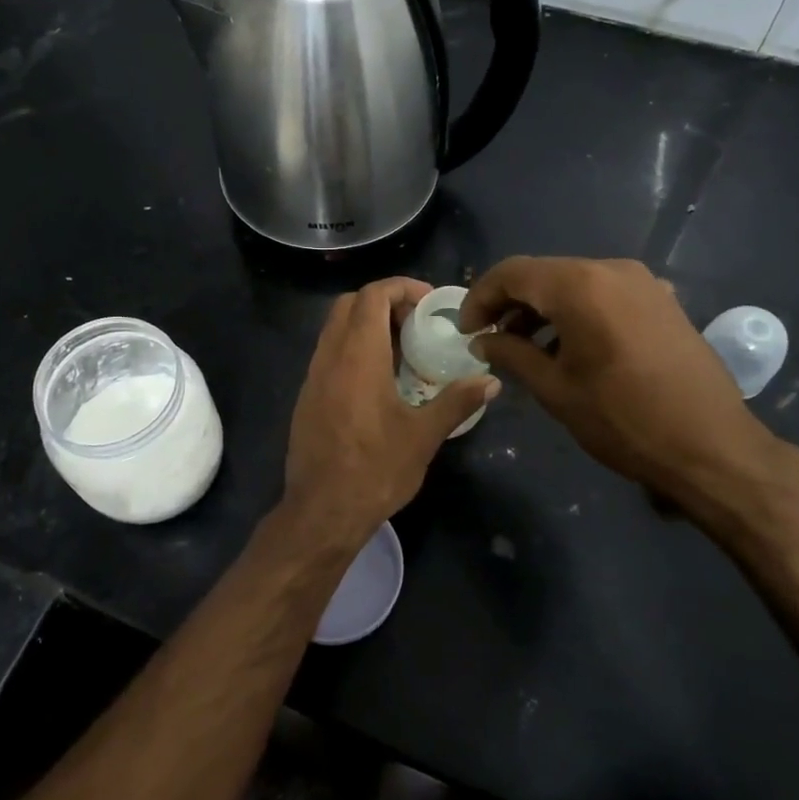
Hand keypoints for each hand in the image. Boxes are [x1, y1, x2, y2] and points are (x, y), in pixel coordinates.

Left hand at [278, 278, 498, 555]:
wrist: (321, 512)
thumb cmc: (375, 470)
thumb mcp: (423, 436)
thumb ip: (457, 401)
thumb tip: (491, 381)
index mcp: (357, 356)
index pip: (372, 295)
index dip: (401, 287)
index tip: (429, 303)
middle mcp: (329, 357)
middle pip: (349, 304)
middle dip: (383, 302)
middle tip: (416, 323)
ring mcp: (313, 377)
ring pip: (335, 329)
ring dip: (366, 326)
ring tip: (402, 350)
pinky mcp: (307, 397)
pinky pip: (328, 354)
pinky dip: (352, 349)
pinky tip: (377, 381)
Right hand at [460, 257, 787, 528]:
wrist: (712, 447)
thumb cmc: (623, 420)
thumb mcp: (555, 390)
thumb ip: (512, 355)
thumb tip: (483, 341)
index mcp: (580, 286)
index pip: (512, 273)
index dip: (480, 298)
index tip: (466, 331)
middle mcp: (612, 269)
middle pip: (544, 274)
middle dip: (510, 303)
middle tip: (489, 339)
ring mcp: (643, 282)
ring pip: (575, 283)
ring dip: (543, 309)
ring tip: (524, 348)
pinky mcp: (662, 301)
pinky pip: (604, 295)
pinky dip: (576, 313)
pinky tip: (568, 348)